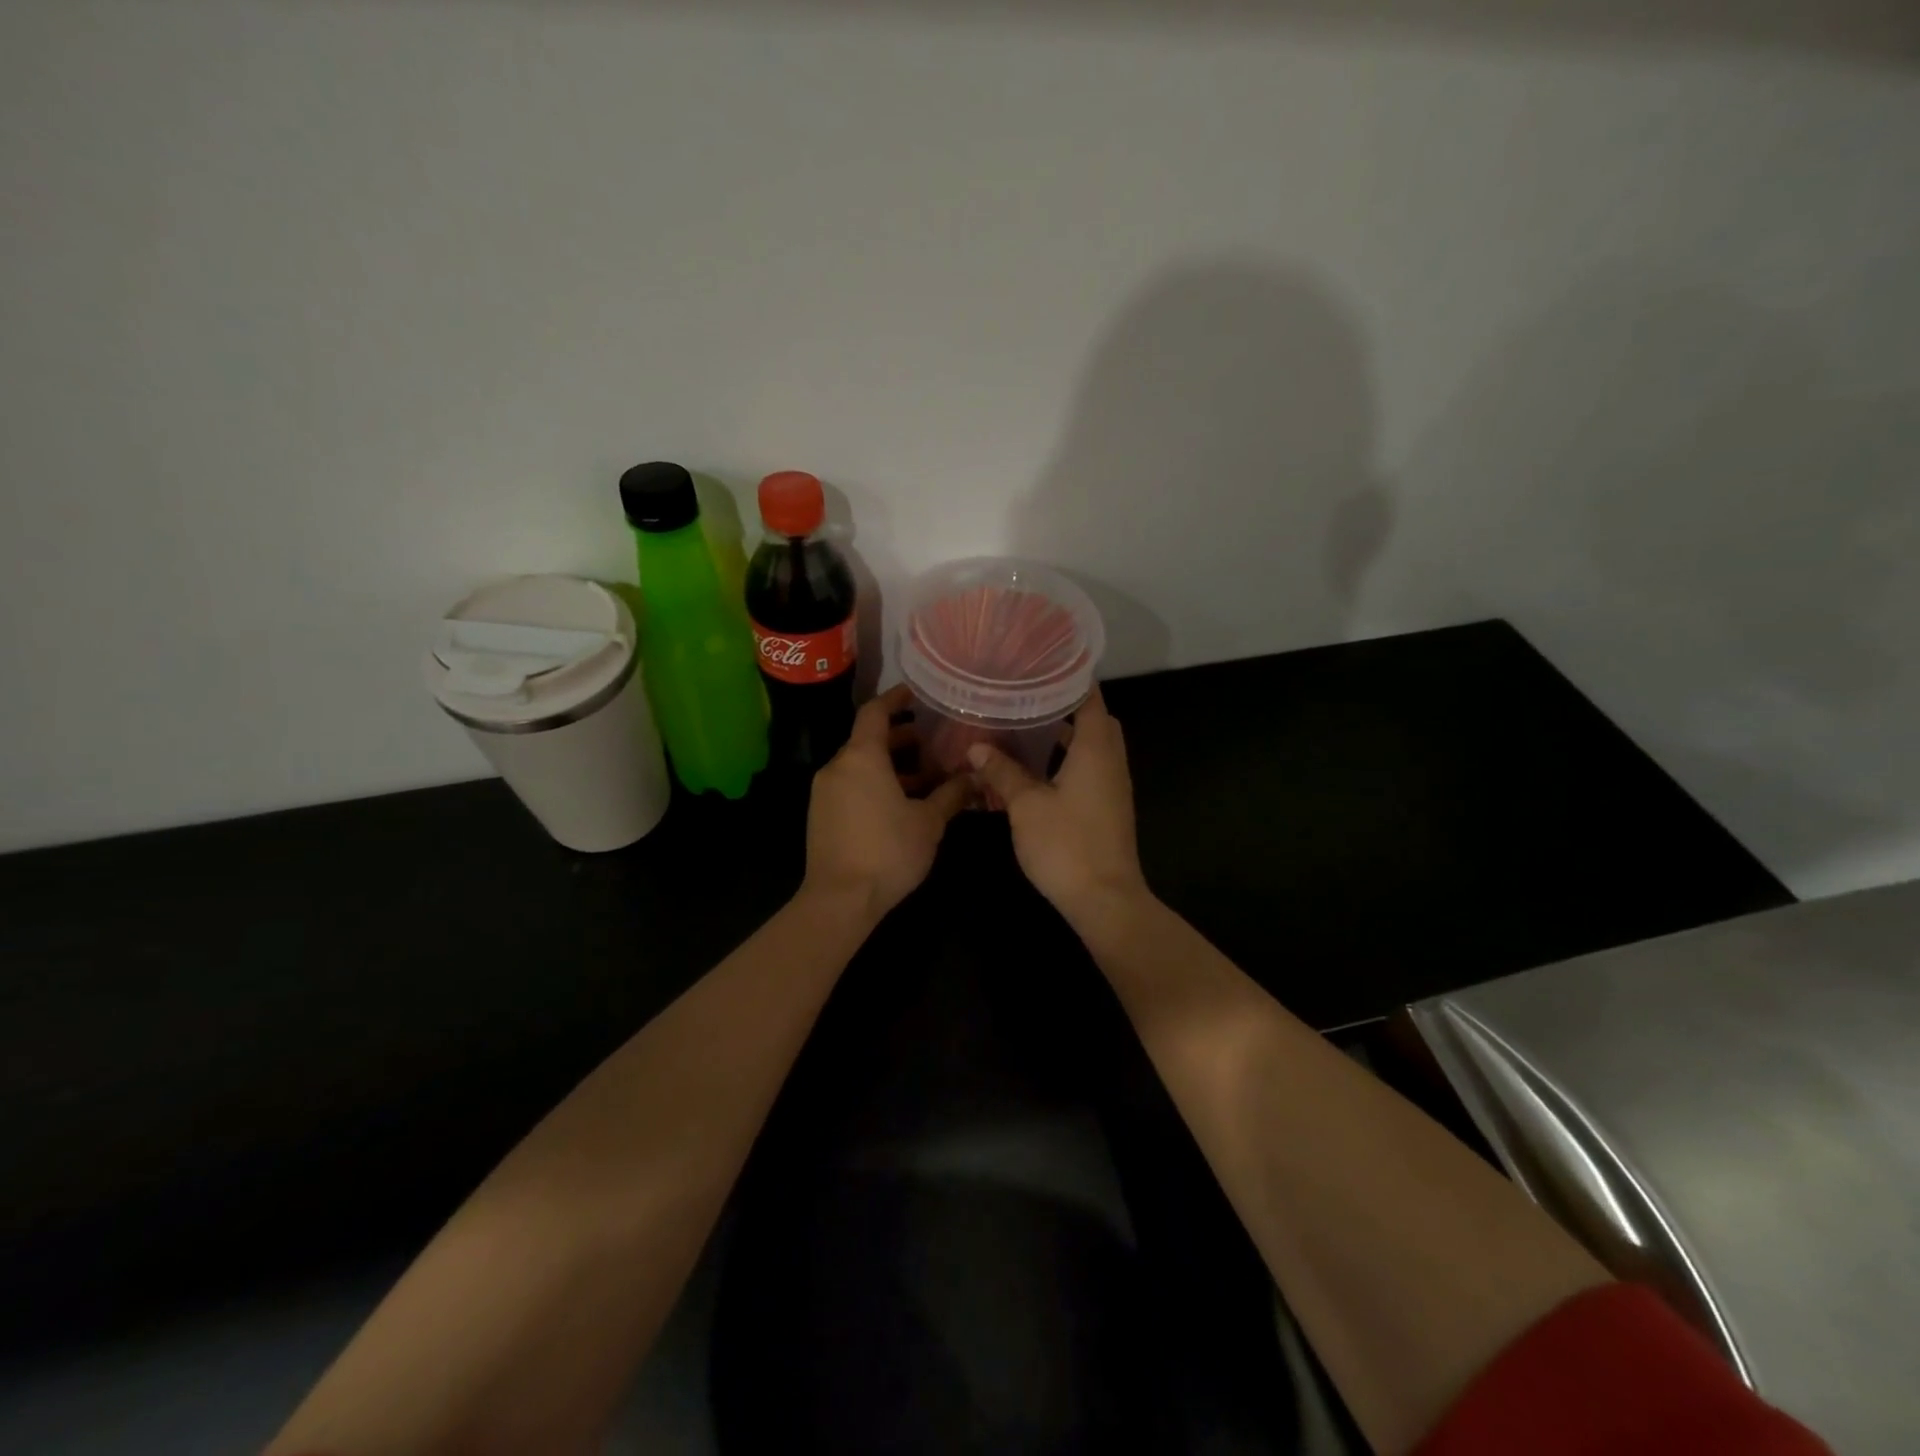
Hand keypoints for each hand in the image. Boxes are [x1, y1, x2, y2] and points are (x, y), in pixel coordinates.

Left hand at [804, 685, 971, 920]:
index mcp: (861, 757)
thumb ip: (951, 794)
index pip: (874, 712)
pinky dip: (874, 783)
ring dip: (889, 765)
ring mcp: (824, 792)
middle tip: (930, 743)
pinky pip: (850, 785)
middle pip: (868, 739)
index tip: (915, 694)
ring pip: (859, 765)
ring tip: (923, 778)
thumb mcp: (929, 822)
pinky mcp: (821, 814)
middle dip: (900, 738)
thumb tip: (975, 777)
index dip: (895, 699)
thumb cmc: (888, 851)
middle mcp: (837, 767)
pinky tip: (899, 804)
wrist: (839, 899)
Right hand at [965, 688, 1150, 922]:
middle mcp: (1111, 761)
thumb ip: (1003, 772)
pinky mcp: (1107, 808)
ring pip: (1091, 747)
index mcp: (1096, 749)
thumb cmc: (1066, 844)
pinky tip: (1035, 770)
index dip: (1070, 679)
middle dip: (1065, 707)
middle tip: (1027, 698)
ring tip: (1024, 728)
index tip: (1040, 667)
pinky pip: (1089, 770)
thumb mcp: (1026, 805)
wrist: (1104, 899)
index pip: (1091, 698)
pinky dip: (1066, 761)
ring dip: (1064, 736)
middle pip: (1094, 720)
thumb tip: (976, 747)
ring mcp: (1112, 787)